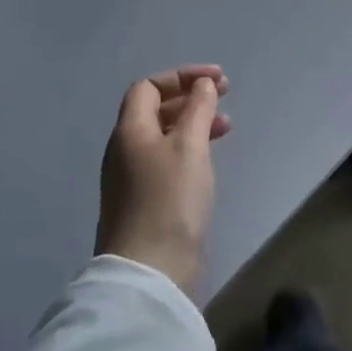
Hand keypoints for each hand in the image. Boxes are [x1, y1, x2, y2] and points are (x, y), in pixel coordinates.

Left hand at [96, 65, 232, 294]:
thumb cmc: (170, 200)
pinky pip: (166, 160)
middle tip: (224, 97)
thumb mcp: (190, 146)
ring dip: (193, 123)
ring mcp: (132, 179)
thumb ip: (198, 109)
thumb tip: (202, 86)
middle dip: (190, 98)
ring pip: (163, 136)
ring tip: (227, 128)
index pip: (149, 87)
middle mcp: (125, 150)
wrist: (150, 273)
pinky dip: (189, 149)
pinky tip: (208, 160)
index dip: (182, 77)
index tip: (217, 81)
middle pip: (154, 110)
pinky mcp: (144, 203)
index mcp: (129, 131)